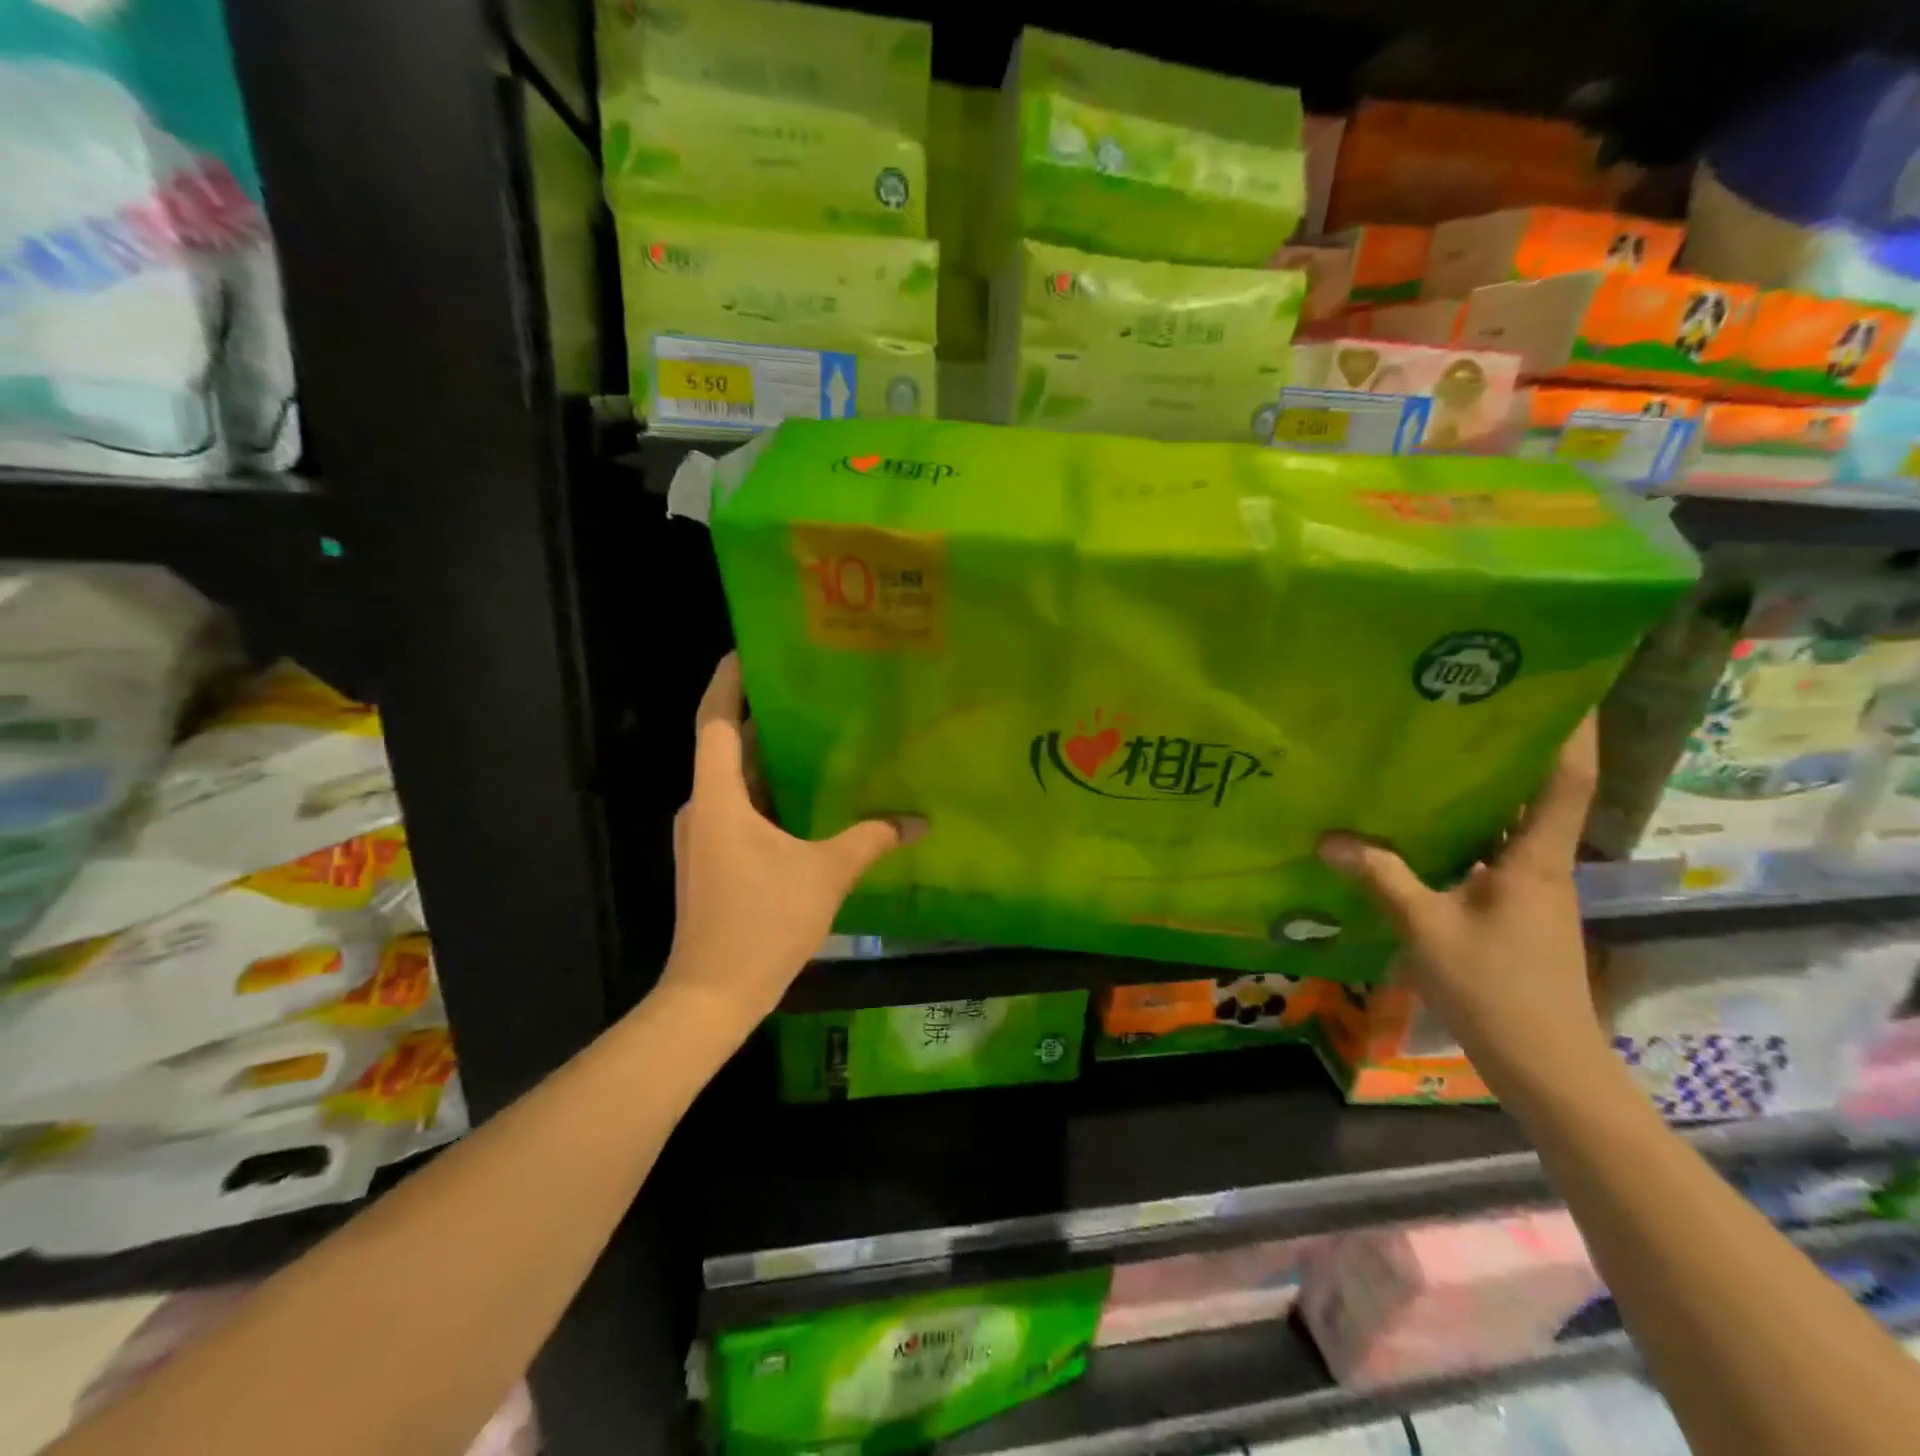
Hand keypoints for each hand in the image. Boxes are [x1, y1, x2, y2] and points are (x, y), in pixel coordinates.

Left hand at [655, 654, 924, 1032]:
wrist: (712, 996)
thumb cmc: (762, 923)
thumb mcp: (825, 875)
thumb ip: (871, 840)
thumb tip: (918, 821)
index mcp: (718, 798)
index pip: (716, 722)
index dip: (729, 681)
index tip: (748, 650)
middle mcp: (703, 808)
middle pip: (728, 748)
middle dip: (764, 719)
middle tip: (808, 693)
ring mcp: (704, 837)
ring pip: (736, 783)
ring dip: (769, 762)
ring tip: (816, 739)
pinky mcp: (712, 861)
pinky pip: (740, 812)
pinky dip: (768, 797)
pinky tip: (807, 800)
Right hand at [1317, 716, 1606, 1089]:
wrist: (1546, 1067)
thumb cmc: (1494, 988)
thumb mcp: (1425, 927)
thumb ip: (1380, 877)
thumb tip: (1329, 838)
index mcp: (1536, 859)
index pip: (1567, 781)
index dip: (1572, 732)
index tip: (1562, 686)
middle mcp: (1542, 867)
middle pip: (1539, 795)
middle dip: (1513, 751)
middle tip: (1465, 710)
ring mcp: (1531, 893)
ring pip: (1511, 828)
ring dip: (1484, 795)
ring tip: (1434, 760)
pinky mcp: (1515, 915)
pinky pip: (1491, 857)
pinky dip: (1465, 836)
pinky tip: (1421, 833)